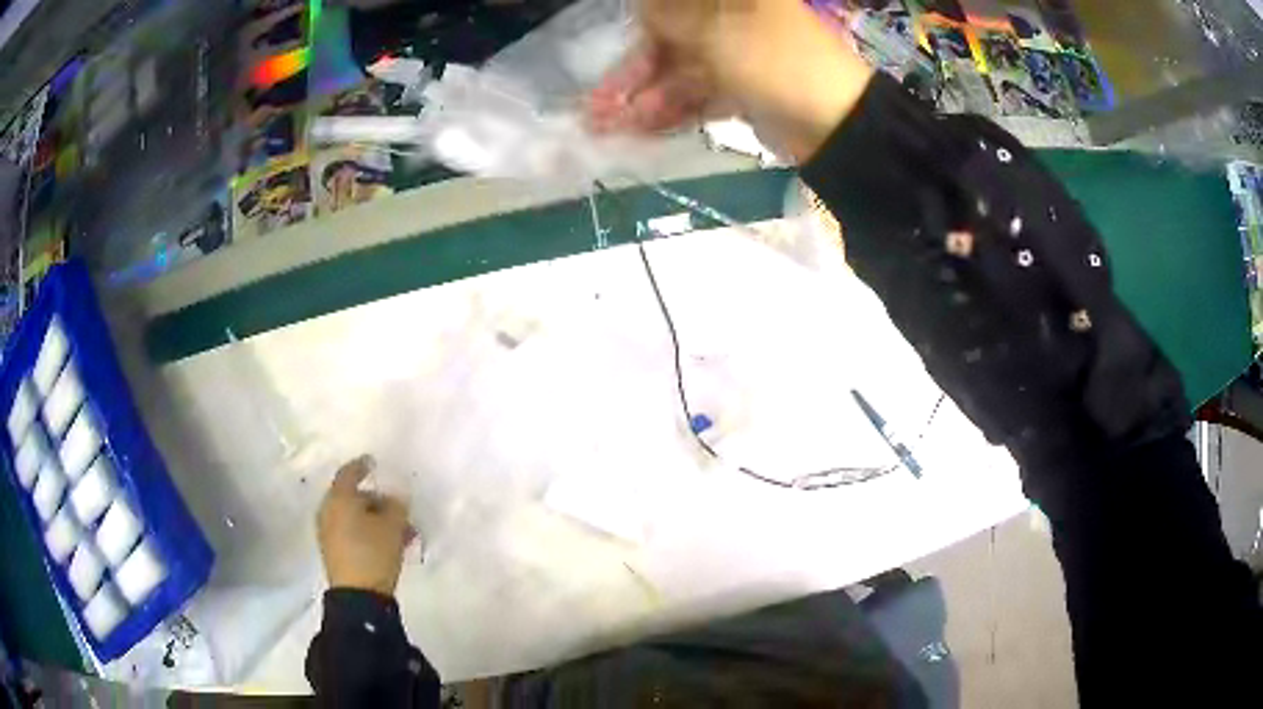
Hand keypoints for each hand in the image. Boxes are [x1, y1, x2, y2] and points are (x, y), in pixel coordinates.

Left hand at [317, 456, 414, 595]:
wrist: (358, 596)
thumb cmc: (373, 552)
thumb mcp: (393, 526)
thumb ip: (397, 505)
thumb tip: (395, 497)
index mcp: (339, 498)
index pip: (349, 473)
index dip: (363, 465)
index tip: (374, 462)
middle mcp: (328, 511)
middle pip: (353, 497)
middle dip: (377, 501)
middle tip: (399, 510)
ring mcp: (328, 532)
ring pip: (354, 517)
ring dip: (376, 520)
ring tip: (402, 533)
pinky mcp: (333, 551)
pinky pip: (351, 532)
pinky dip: (368, 532)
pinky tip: (389, 544)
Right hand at [587, 0, 875, 161]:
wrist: (837, 126)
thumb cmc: (777, 63)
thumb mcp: (716, 31)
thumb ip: (670, 15)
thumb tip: (640, 6)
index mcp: (731, 1)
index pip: (670, 7)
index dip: (639, 25)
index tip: (609, 50)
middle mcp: (731, 21)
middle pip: (668, 41)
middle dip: (630, 75)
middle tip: (594, 107)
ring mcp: (737, 56)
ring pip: (678, 73)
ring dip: (642, 100)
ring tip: (606, 129)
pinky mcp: (741, 90)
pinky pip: (697, 96)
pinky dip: (670, 112)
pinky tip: (640, 131)